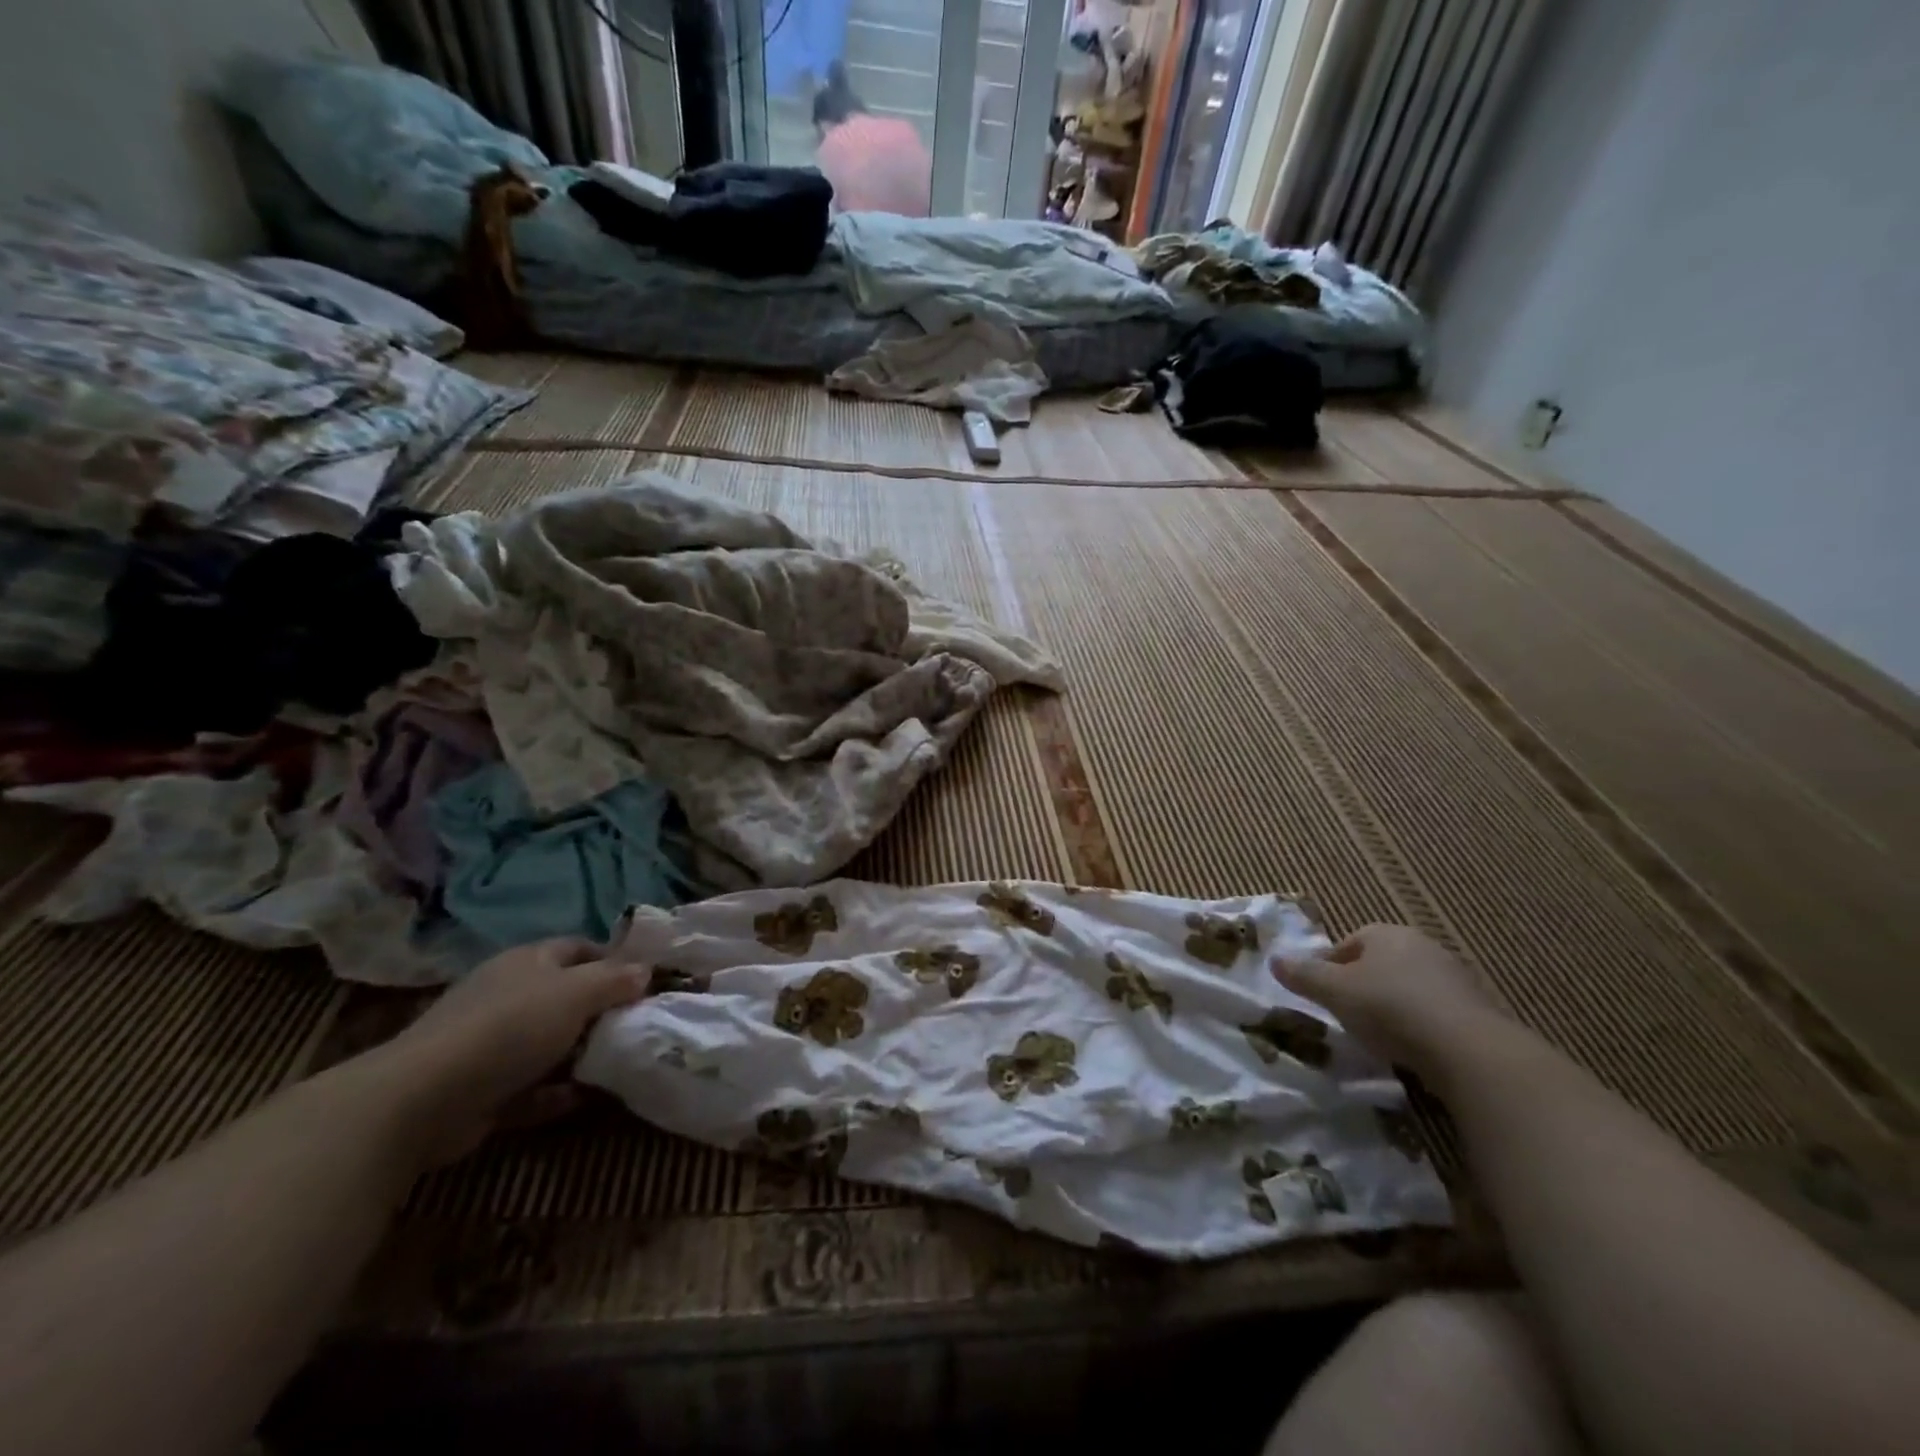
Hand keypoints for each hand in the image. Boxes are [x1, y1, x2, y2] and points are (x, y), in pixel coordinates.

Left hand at [376, 938, 650, 1167]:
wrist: (425, 1098)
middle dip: (602, 1010)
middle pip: (566, 996)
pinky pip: (532, 1086)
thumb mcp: (576, 993)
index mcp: (528, 961)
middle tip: (640, 1024)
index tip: (647, 980)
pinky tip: (584, 1099)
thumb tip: (646, 971)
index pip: (579, 948)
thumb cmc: (511, 1027)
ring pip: (550, 1043)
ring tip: (621, 1063)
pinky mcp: (482, 1087)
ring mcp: (491, 1042)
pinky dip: (557, 1092)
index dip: (614, 960)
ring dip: (582, 1054)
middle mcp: (509, 994)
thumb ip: (615, 980)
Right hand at [1272, 924, 1505, 1080]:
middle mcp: (1422, 946)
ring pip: (1409, 988)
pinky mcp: (1478, 1011)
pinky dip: (1421, 1027)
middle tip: (1346, 1015)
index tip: (1322, 995)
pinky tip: (1412, 1050)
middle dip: (1362, 986)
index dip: (1330, 968)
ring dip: (1393, 1007)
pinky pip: (1436, 1013)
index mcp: (1386, 933)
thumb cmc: (1389, 1008)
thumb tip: (1273, 959)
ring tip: (1379, 1037)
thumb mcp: (1334, 991)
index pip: (1348, 943)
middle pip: (1380, 964)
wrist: (1470, 1051)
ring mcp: (1455, 978)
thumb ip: (1303, 975)